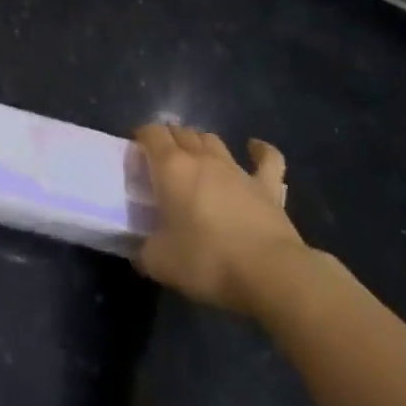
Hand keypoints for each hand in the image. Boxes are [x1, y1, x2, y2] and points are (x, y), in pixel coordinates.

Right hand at [133, 124, 309, 318]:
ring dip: (200, 142)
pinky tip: (254, 148)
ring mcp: (237, 170)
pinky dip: (259, 151)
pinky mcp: (267, 186)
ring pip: (213, 140)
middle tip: (160, 159)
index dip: (141, 136)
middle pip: (182, 132)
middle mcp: (202, 159)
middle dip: (169, 139)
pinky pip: (266, 159)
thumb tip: (143, 251)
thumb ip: (144, 250)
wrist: (269, 273)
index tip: (135, 150)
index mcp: (171, 168)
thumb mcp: (158, 262)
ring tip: (194, 156)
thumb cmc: (206, 261)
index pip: (151, 134)